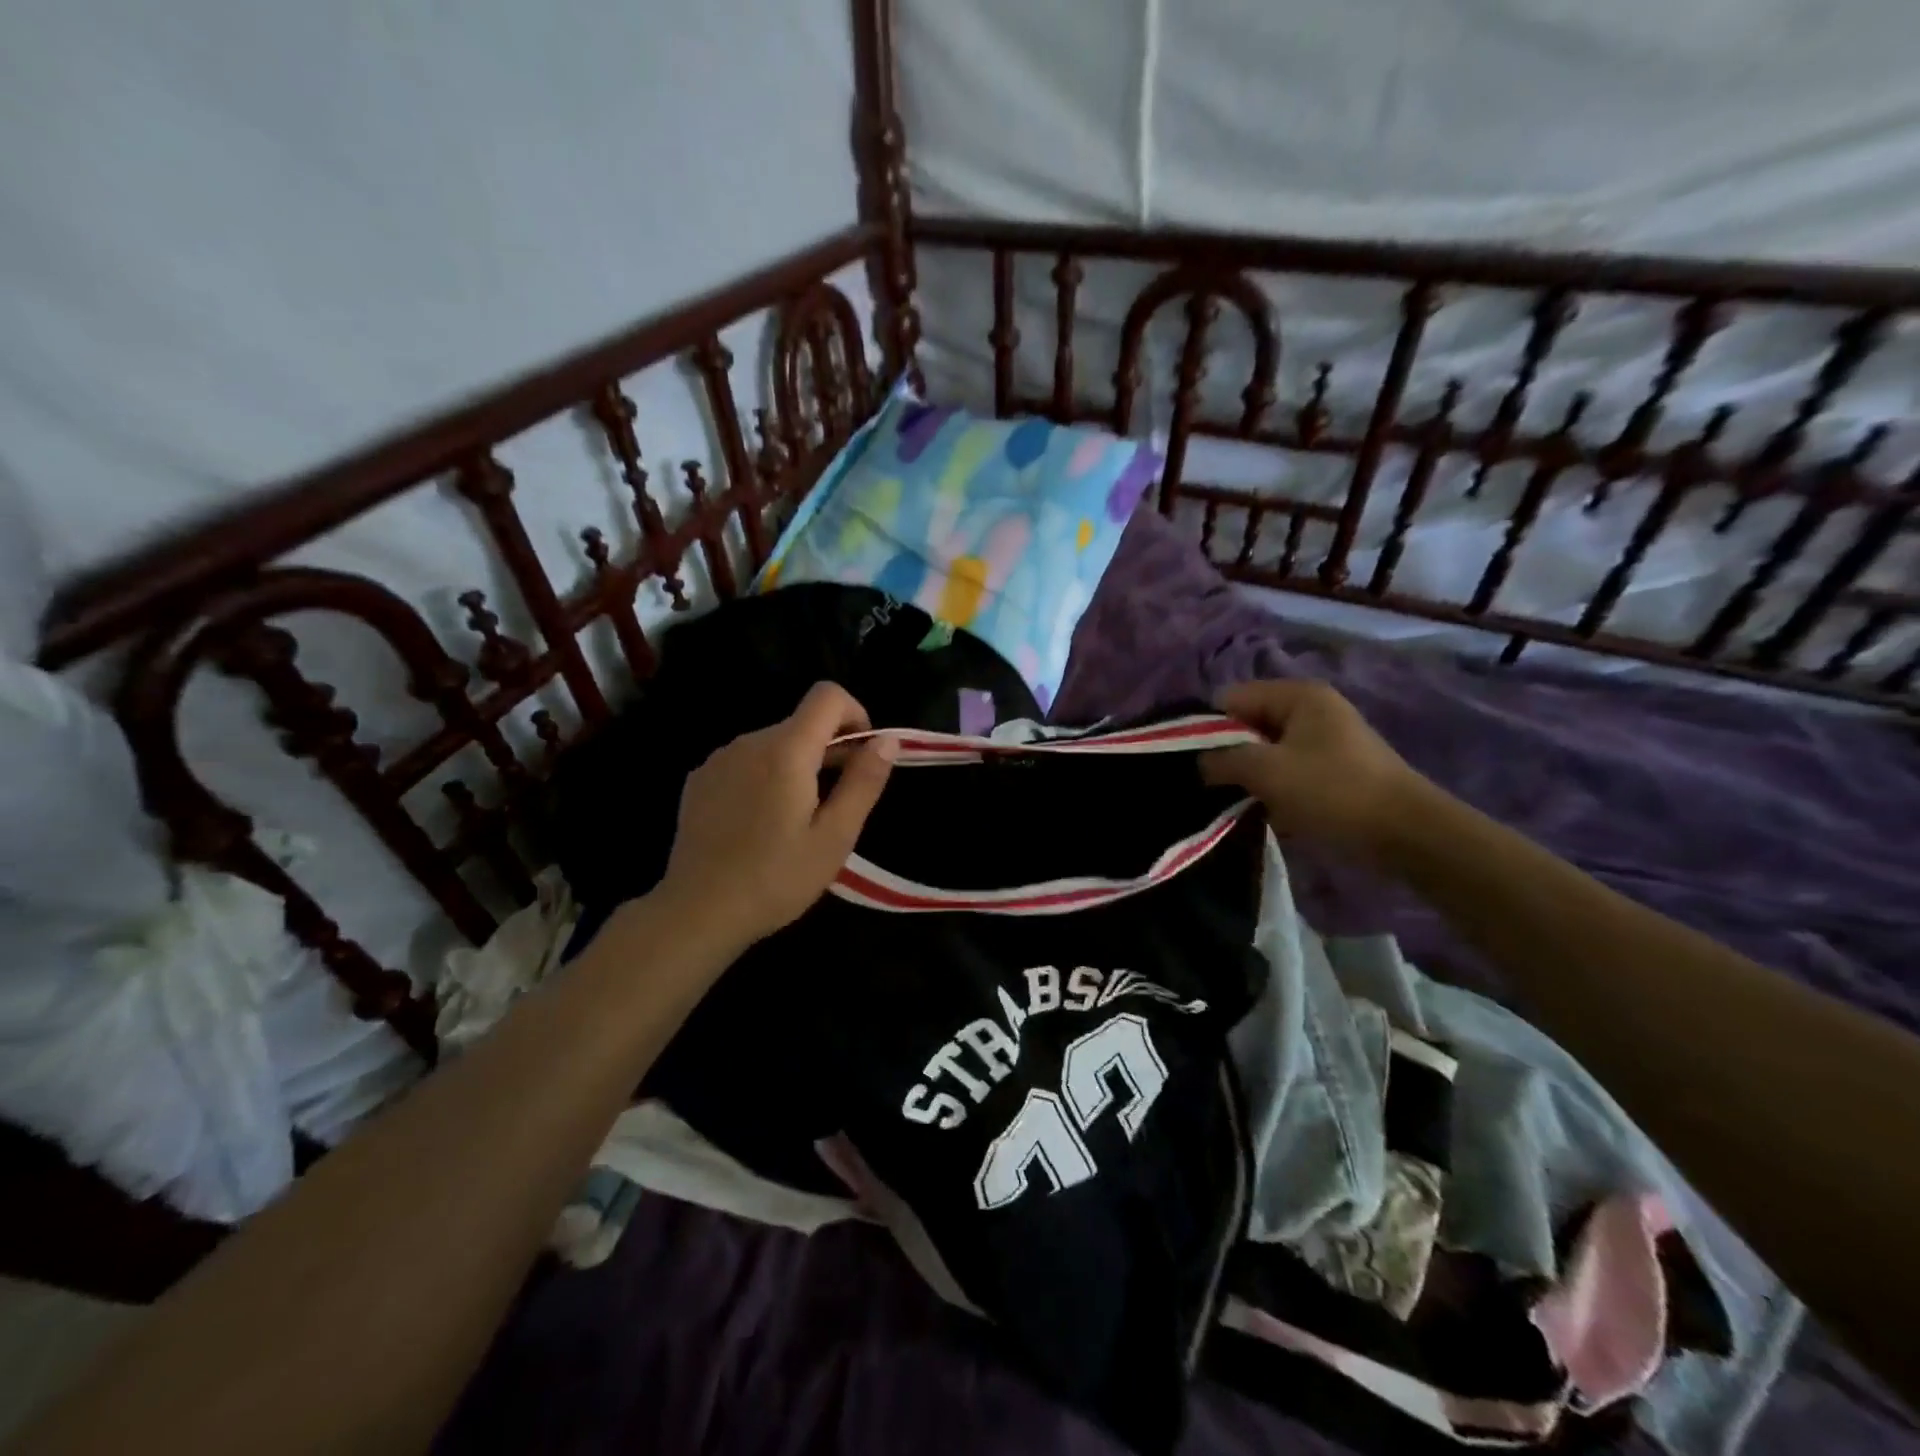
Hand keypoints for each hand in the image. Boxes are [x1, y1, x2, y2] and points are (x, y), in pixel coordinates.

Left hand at [654, 682, 895, 951]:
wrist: (697, 912)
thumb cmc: (776, 879)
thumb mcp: (835, 837)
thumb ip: (863, 781)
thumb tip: (887, 740)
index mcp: (786, 750)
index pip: (828, 695)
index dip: (855, 715)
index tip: (861, 758)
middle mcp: (749, 742)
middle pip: (802, 722)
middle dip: (830, 749)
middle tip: (838, 804)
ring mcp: (719, 759)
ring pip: (774, 743)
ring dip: (797, 765)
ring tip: (798, 819)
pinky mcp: (700, 780)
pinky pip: (746, 761)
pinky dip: (766, 776)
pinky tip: (760, 823)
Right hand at [1200, 679, 1425, 856]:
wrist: (1405, 832)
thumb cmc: (1331, 791)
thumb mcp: (1266, 771)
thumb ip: (1222, 760)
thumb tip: (1200, 762)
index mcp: (1297, 695)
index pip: (1231, 698)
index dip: (1208, 728)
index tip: (1197, 763)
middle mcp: (1310, 709)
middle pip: (1248, 724)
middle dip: (1229, 754)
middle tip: (1215, 786)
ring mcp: (1324, 740)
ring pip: (1266, 752)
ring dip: (1251, 777)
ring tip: (1240, 802)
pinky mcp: (1332, 770)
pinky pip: (1287, 771)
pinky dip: (1274, 790)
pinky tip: (1269, 812)